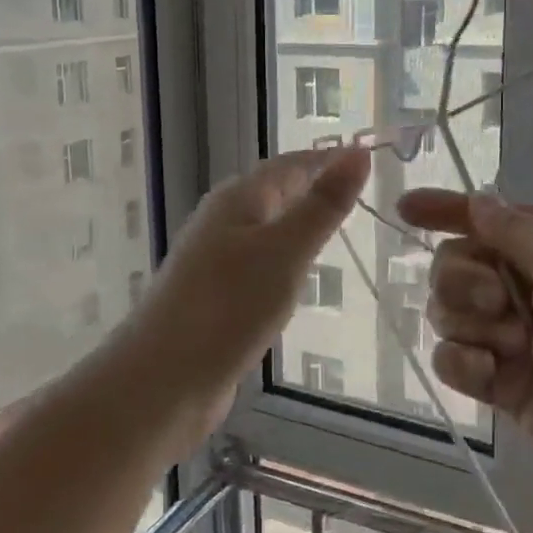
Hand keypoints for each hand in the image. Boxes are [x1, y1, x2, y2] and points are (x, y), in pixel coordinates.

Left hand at [124, 148, 369, 452]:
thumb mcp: (286, 251)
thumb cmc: (228, 307)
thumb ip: (323, 205)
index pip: (292, 164)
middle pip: (276, 192)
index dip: (329, 159)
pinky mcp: (215, 296)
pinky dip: (284, 259)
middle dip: (314, 187)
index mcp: (238, 199)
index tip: (370, 158)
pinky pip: (258, 263)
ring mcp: (215, 260)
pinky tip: (297, 276)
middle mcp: (223, 221)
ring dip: (299, 223)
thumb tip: (358, 152)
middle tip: (362, 191)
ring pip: (266, 229)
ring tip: (338, 227)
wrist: (163, 380)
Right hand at [397, 189, 532, 532]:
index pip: (494, 218)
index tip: (405, 208)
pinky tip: (487, 374)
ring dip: (467, 320)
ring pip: (450, 311)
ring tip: (508, 344)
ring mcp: (519, 339)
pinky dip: (461, 361)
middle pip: (459, 263)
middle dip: (462, 276)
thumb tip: (477, 201)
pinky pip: (455, 359)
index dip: (448, 209)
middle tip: (496, 300)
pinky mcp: (505, 387)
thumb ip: (519, 230)